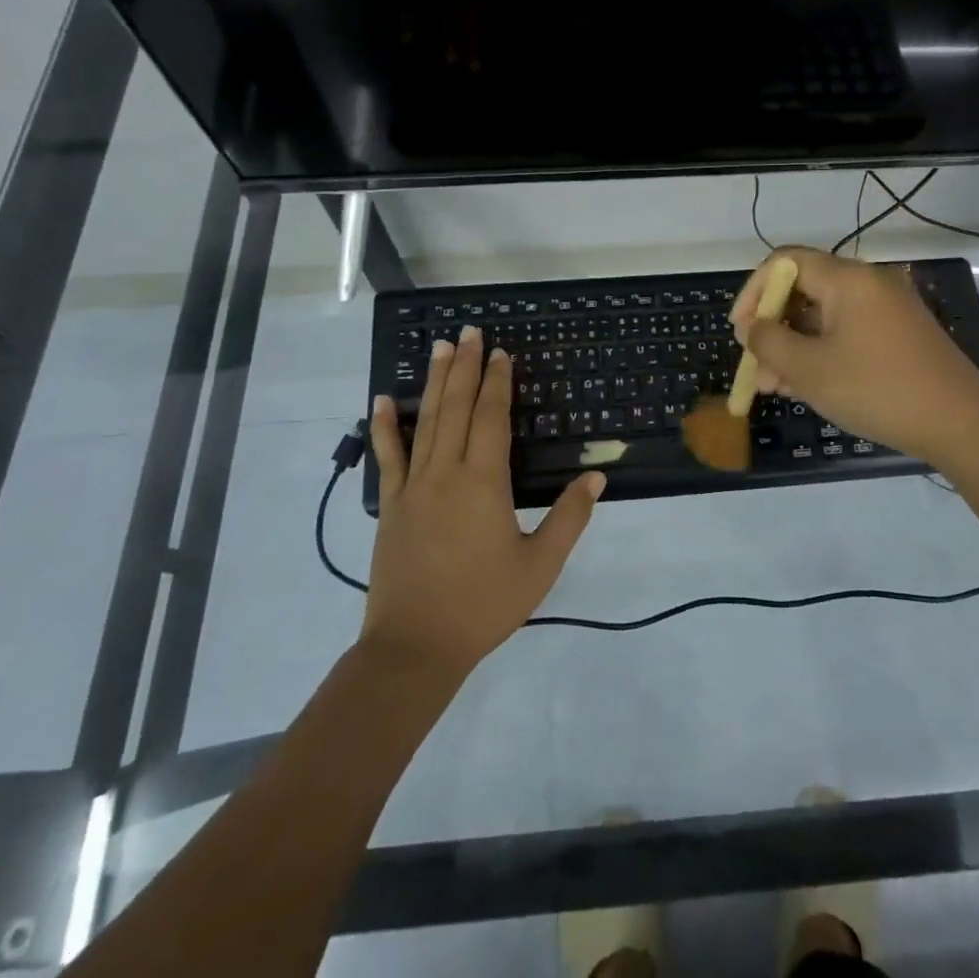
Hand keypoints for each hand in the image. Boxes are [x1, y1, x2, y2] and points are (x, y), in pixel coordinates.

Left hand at [365, 326, 603, 675]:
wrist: (415, 647)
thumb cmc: (483, 605)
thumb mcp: (539, 565)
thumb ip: (569, 518)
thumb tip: (596, 478)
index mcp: (483, 482)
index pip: (491, 418)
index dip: (496, 382)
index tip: (499, 352)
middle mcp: (446, 473)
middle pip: (457, 408)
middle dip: (464, 367)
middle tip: (468, 331)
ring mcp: (412, 487)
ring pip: (425, 422)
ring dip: (434, 382)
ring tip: (438, 347)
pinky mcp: (390, 505)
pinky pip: (388, 457)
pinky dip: (384, 426)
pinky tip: (382, 399)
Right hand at [730, 247, 978, 464]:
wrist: (961, 424)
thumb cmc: (877, 389)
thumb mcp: (809, 369)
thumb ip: (769, 342)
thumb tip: (753, 328)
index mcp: (847, 279)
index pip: (784, 262)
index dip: (753, 292)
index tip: (740, 330)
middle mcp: (869, 283)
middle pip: (804, 290)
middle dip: (772, 327)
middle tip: (756, 366)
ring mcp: (888, 309)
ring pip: (824, 317)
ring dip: (794, 346)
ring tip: (775, 387)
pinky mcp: (900, 334)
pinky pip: (848, 332)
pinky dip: (822, 352)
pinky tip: (807, 386)